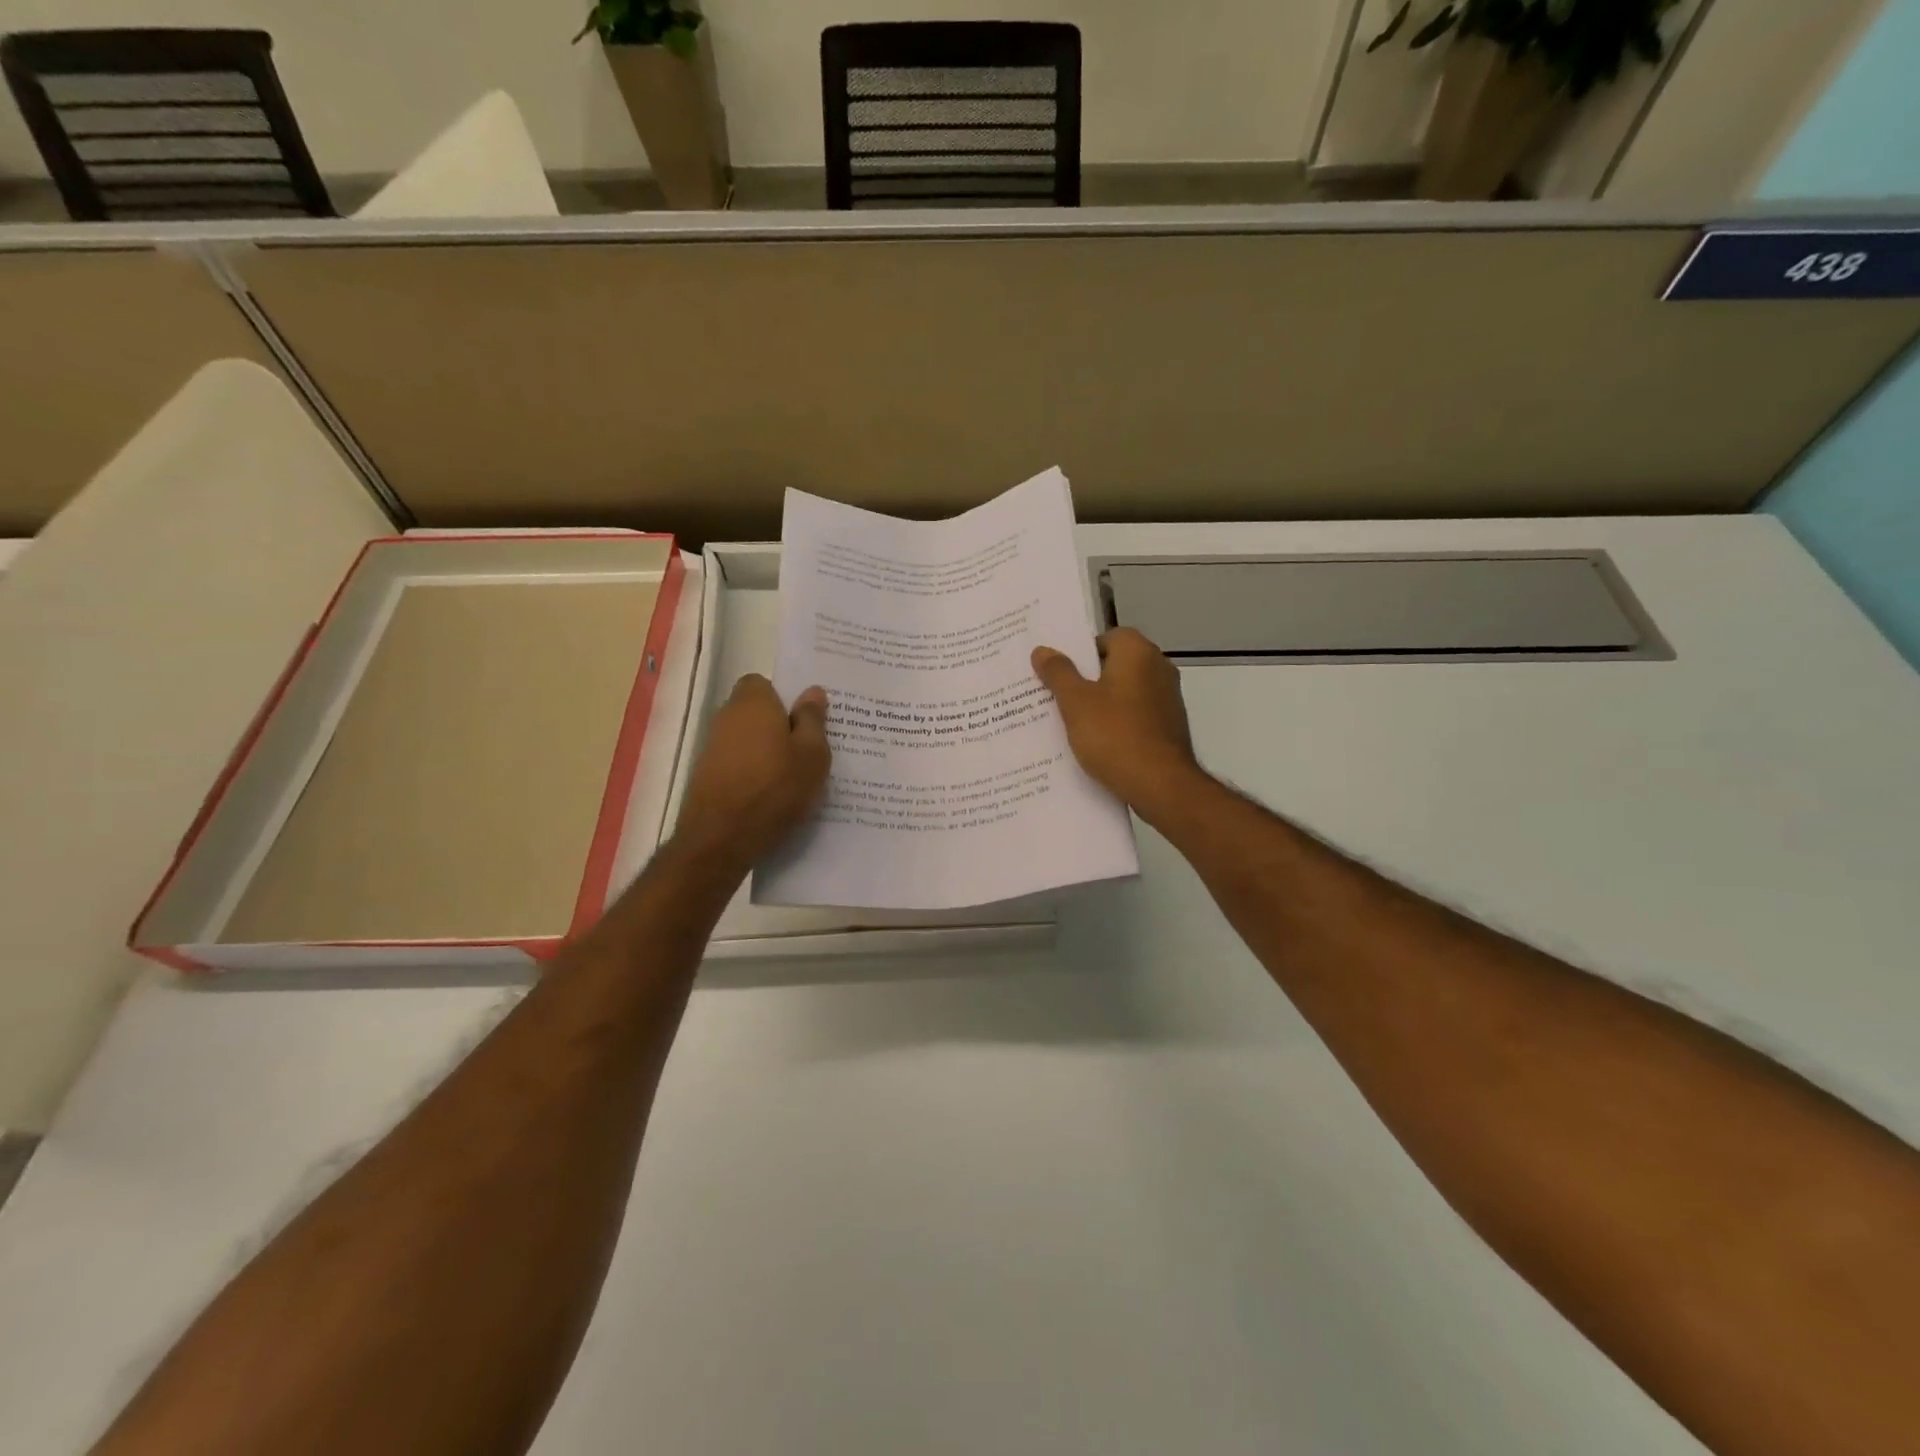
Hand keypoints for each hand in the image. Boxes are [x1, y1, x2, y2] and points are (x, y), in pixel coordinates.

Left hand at [676, 675, 830, 870]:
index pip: (763, 683)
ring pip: (748, 740)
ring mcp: (712, 748)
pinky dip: (754, 774)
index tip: (806, 720)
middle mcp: (726, 718)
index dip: (785, 698)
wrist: (721, 840)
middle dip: (779, 726)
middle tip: (809, 749)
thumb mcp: (812, 754)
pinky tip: (773, 797)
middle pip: (756, 713)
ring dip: (767, 753)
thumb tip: (813, 691)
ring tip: (795, 777)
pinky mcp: (706, 777)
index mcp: (752, 703)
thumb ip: (813, 720)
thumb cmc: (775, 789)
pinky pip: (739, 765)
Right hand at [1032, 629, 1199, 816]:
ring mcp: (1168, 698)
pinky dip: (1118, 723)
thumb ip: (1058, 673)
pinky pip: (1136, 715)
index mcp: (1138, 652)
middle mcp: (1159, 667)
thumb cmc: (1114, 735)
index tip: (1059, 674)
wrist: (1160, 784)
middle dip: (1087, 679)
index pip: (1106, 637)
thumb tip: (1042, 650)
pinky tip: (1097, 743)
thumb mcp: (1075, 703)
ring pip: (1125, 692)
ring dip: (1102, 703)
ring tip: (1071, 722)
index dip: (1081, 653)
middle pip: (1115, 664)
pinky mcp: (1169, 726)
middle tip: (1056, 696)